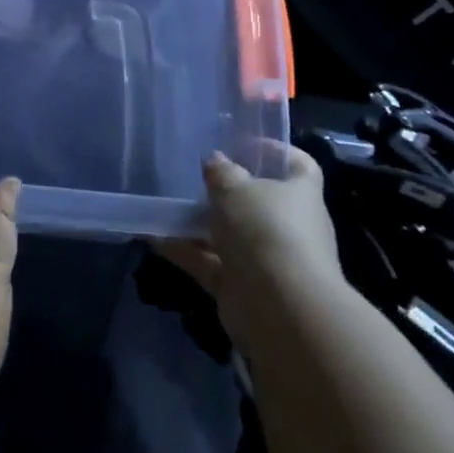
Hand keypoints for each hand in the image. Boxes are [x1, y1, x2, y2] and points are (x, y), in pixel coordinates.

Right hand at [157, 145, 344, 353]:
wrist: (279, 307)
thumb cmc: (265, 230)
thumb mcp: (234, 187)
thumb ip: (221, 171)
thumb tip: (216, 162)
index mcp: (300, 195)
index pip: (299, 165)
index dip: (276, 151)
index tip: (245, 144)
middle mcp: (289, 227)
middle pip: (260, 202)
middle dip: (229, 192)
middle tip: (197, 177)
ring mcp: (267, 260)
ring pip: (231, 235)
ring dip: (201, 224)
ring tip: (167, 205)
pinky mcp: (243, 288)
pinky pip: (210, 263)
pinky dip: (185, 252)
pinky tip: (153, 238)